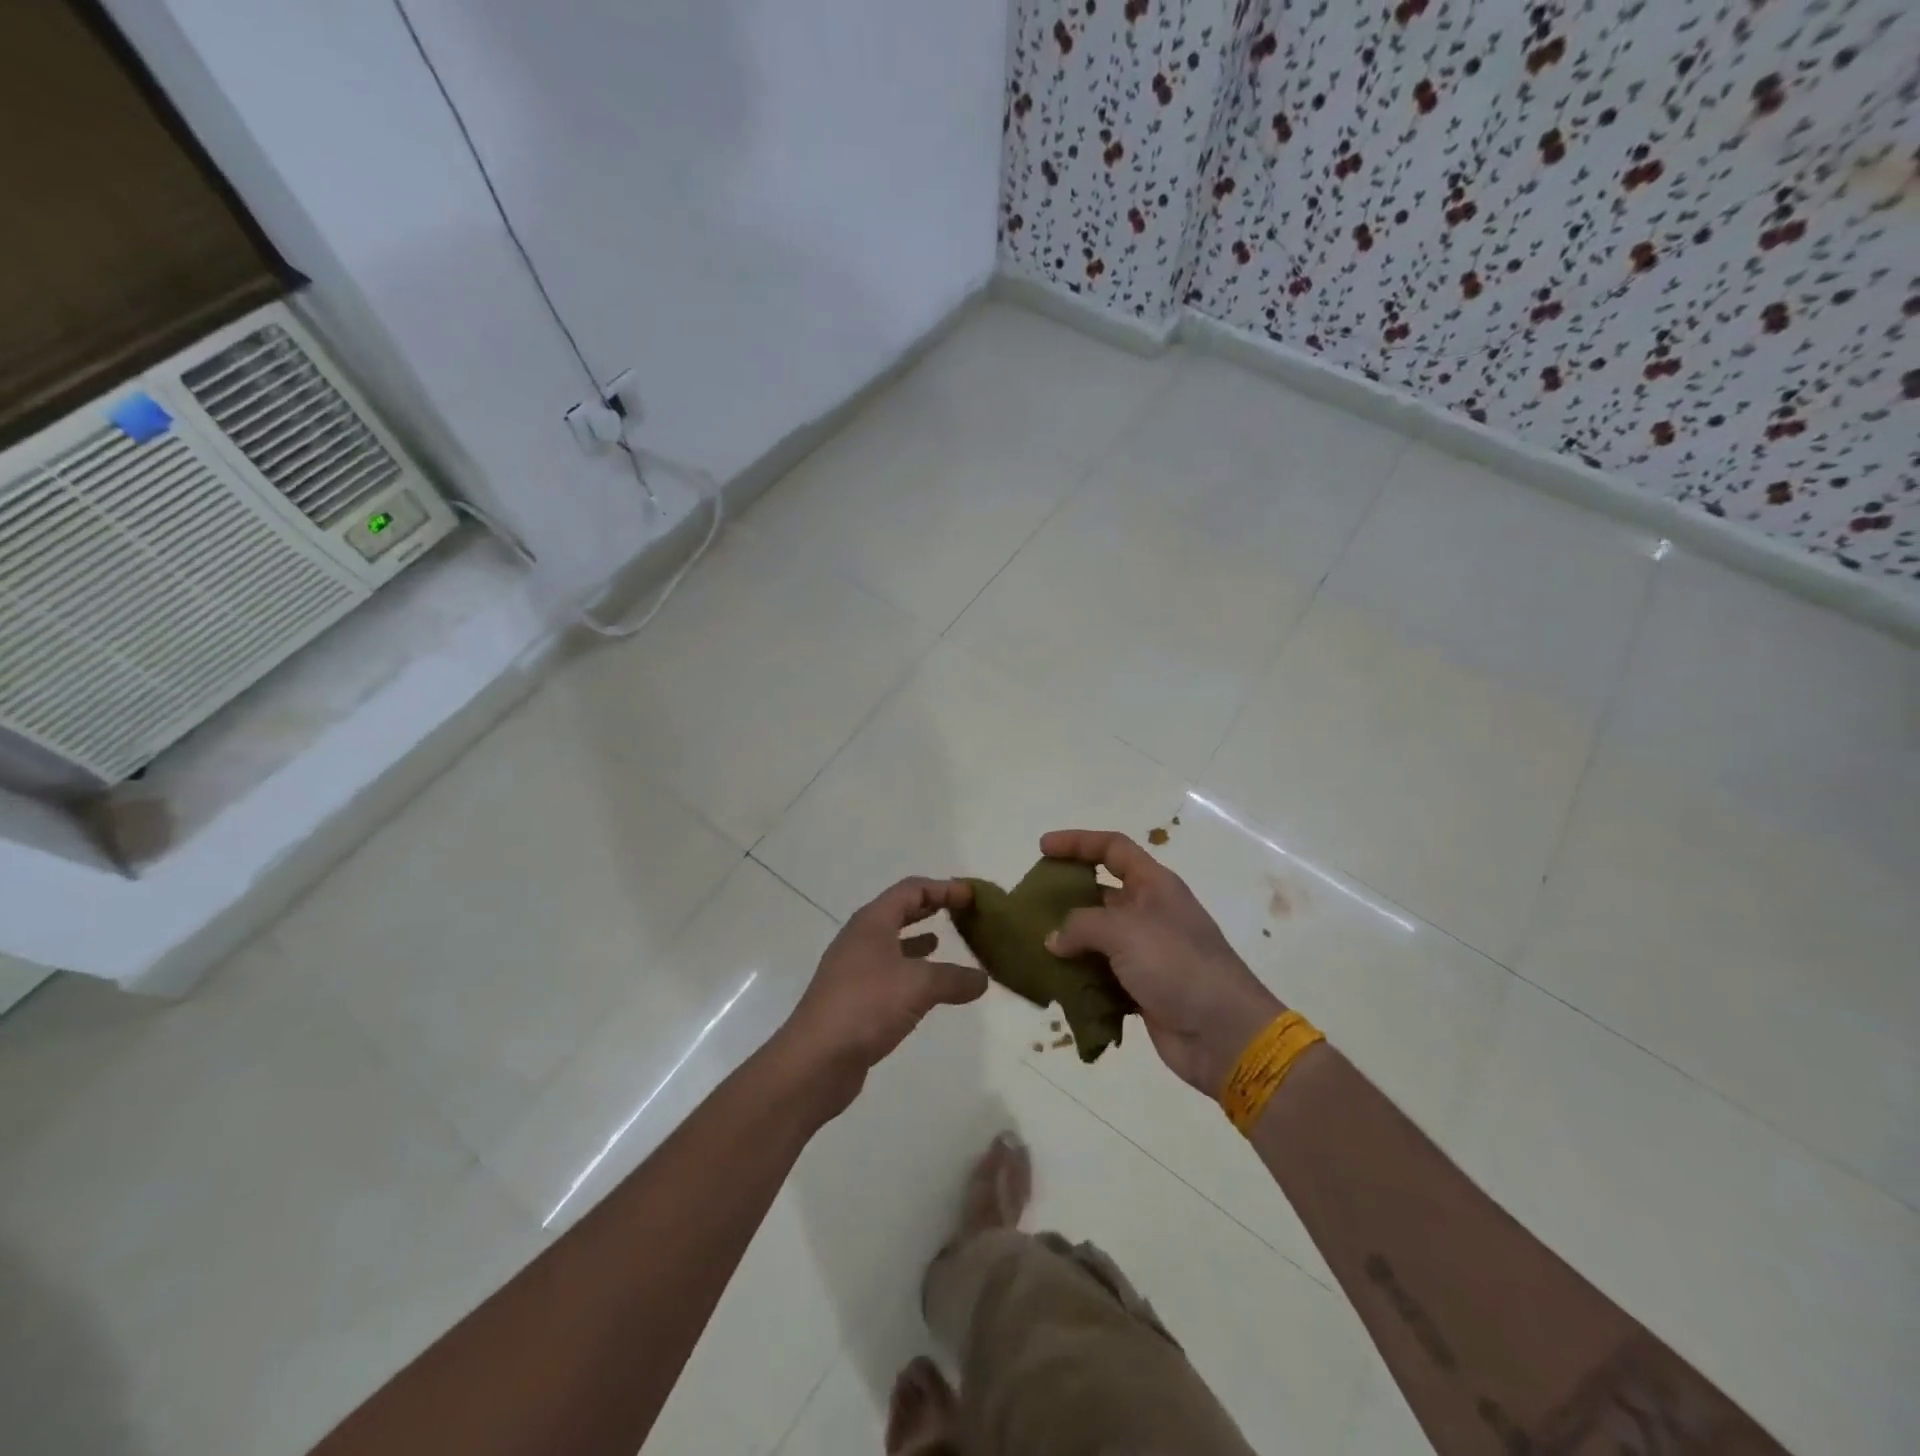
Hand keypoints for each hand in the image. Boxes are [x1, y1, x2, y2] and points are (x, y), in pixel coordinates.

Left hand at [777, 877, 988, 1113]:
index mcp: (872, 922)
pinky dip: (910, 971)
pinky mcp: (853, 998)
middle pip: (899, 911)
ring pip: (892, 943)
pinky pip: (888, 972)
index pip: (911, 890)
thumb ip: (954, 978)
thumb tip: (982, 979)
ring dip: (918, 940)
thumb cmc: (866, 1006)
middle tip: (960, 911)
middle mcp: (860, 939)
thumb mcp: (919, 986)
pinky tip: (925, 987)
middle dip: (930, 908)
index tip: (972, 895)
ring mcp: (853, 969)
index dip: (943, 888)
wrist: (815, 1060)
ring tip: (944, 942)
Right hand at [1040, 830, 1282, 1096]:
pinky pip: (1102, 974)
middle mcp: (1150, 912)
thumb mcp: (1125, 931)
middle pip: (1101, 893)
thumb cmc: (1177, 965)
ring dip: (1069, 942)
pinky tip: (1055, 984)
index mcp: (1154, 885)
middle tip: (1030, 905)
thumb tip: (1054, 939)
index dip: (1078, 843)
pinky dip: (1080, 977)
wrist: (1223, 1033)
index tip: (1043, 848)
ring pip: (1098, 937)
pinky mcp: (1142, 988)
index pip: (1113, 848)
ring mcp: (1147, 952)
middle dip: (1066, 896)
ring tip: (1034, 947)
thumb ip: (1081, 926)